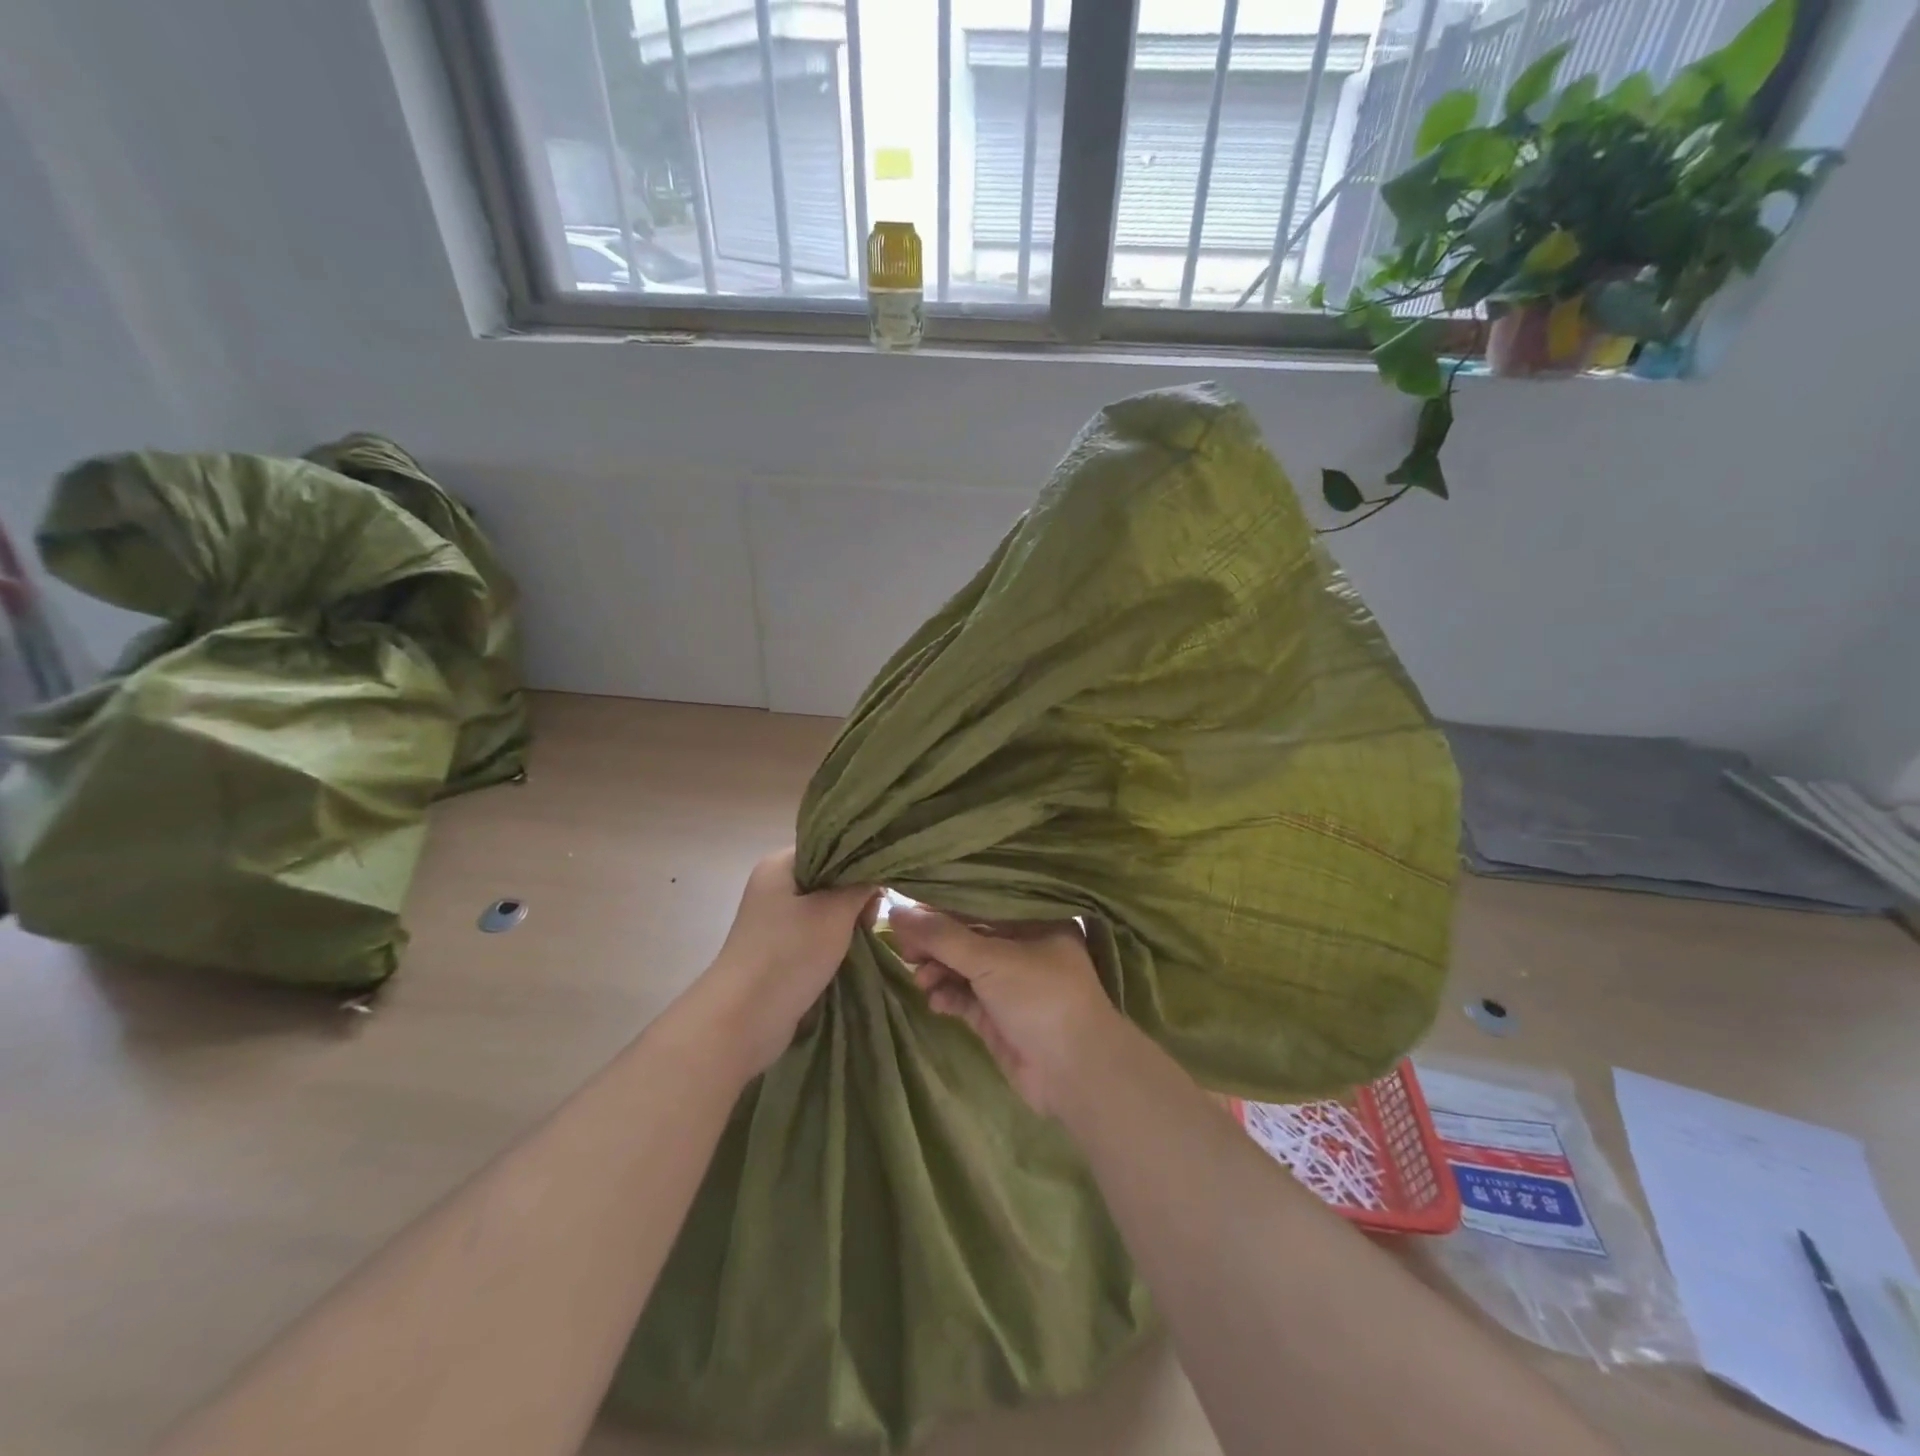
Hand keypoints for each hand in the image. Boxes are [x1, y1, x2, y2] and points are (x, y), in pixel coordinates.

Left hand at [694, 849, 874, 1077]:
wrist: (744, 1018)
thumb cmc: (789, 953)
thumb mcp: (835, 912)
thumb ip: (861, 886)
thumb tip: (877, 872)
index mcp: (779, 865)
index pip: (828, 846)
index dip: (858, 858)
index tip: (881, 880)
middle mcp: (773, 887)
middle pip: (828, 877)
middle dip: (855, 894)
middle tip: (871, 915)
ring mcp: (774, 921)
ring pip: (824, 909)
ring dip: (847, 921)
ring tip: (863, 934)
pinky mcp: (778, 950)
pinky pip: (815, 934)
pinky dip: (834, 941)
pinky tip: (850, 951)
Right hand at [890, 906, 1120, 1114]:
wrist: (1075, 1073)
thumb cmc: (1040, 998)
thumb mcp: (991, 959)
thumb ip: (941, 936)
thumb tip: (894, 911)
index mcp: (1034, 920)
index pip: (979, 903)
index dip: (941, 906)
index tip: (905, 912)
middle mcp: (1023, 946)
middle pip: (967, 935)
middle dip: (935, 942)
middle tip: (904, 948)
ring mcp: (1010, 983)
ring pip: (962, 967)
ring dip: (938, 969)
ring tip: (921, 978)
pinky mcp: (997, 1015)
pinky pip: (964, 996)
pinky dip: (947, 994)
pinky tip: (934, 999)